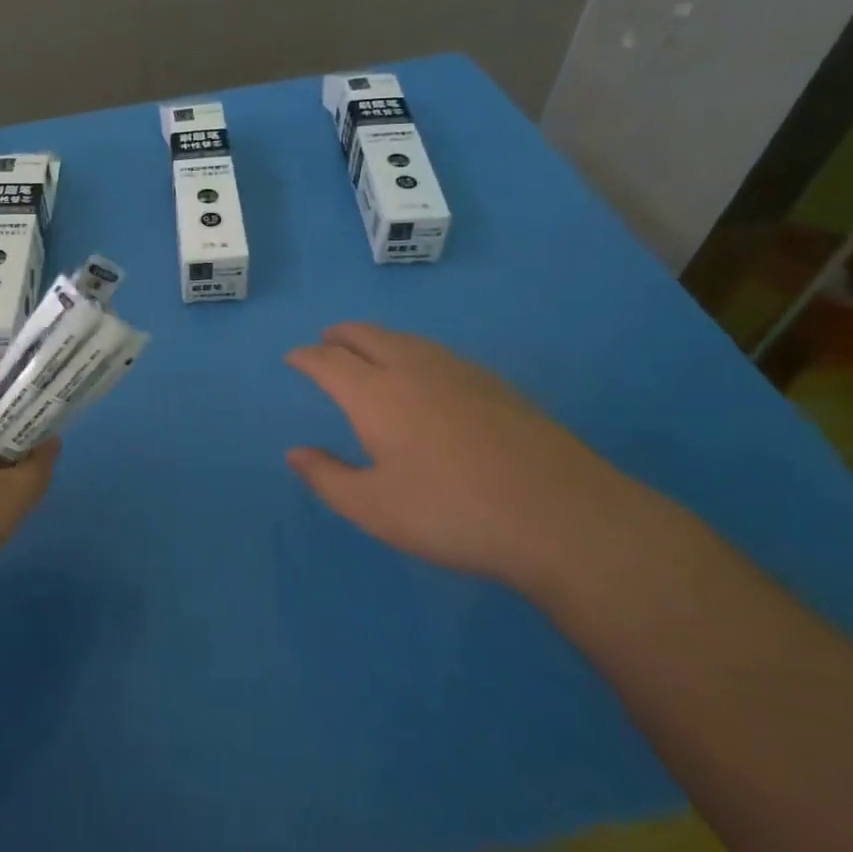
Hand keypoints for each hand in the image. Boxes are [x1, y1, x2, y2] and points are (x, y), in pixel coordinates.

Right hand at [285, 322, 643, 587]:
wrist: (560, 516)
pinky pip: (436, 353)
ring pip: (406, 340)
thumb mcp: (374, 508)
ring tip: (368, 350)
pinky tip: (424, 374)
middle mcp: (413, 369)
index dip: (306, 357)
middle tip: (325, 341)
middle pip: (367, 336)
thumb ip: (328, 477)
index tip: (292, 357)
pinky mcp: (495, 385)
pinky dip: (412, 352)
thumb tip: (295, 452)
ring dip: (377, 339)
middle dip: (340, 335)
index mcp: (376, 394)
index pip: (329, 361)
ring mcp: (459, 372)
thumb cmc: (451, 513)